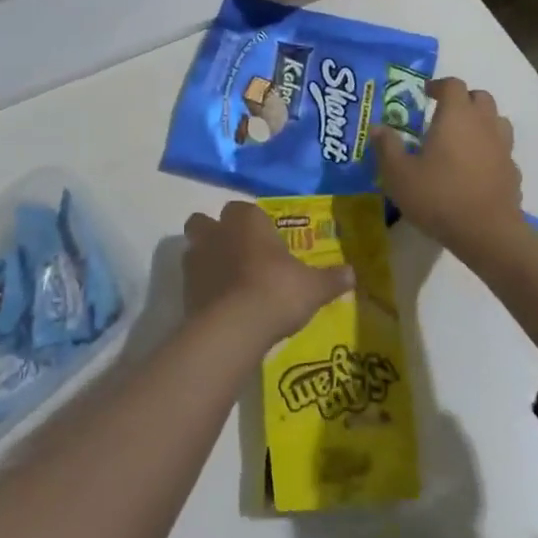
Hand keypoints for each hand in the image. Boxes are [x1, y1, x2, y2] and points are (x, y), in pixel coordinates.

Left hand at [183, 199, 353, 345]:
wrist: (234, 327)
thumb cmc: (277, 292)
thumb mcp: (313, 288)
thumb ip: (331, 279)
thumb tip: (353, 274)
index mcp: (247, 220)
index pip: (245, 209)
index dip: (253, 224)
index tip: (266, 243)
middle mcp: (218, 231)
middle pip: (206, 221)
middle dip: (216, 232)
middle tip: (237, 255)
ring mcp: (197, 258)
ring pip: (194, 247)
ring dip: (205, 259)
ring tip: (226, 281)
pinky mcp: (184, 288)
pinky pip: (191, 280)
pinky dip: (202, 288)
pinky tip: (218, 306)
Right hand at [373, 76, 521, 257]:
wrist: (488, 234)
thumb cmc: (438, 196)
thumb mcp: (398, 174)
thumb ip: (387, 147)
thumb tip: (378, 127)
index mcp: (456, 116)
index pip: (453, 85)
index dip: (439, 85)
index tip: (426, 94)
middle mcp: (483, 124)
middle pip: (480, 97)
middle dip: (463, 100)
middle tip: (445, 114)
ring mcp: (503, 148)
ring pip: (497, 121)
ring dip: (482, 122)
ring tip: (463, 138)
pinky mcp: (513, 173)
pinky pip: (503, 152)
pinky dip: (491, 152)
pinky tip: (477, 170)